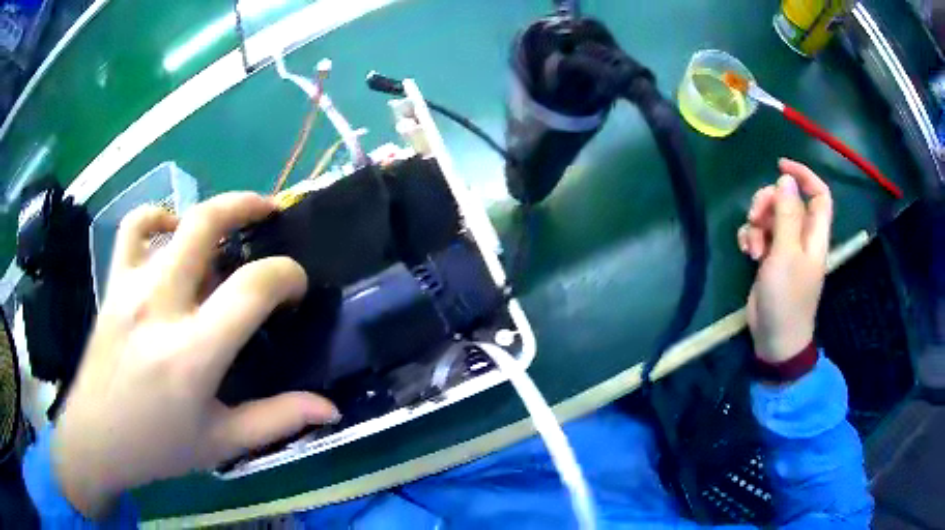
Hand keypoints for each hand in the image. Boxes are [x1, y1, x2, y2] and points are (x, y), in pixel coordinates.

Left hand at [52, 193, 339, 517]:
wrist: (97, 438)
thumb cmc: (160, 446)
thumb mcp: (223, 442)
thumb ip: (278, 420)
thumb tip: (331, 409)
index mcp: (193, 353)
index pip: (252, 288)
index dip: (286, 276)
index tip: (295, 288)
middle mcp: (160, 306)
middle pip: (207, 223)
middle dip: (249, 206)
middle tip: (271, 213)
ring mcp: (131, 288)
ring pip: (173, 220)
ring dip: (208, 214)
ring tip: (225, 229)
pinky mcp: (113, 284)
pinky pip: (133, 228)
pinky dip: (156, 217)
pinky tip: (170, 233)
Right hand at [737, 159, 832, 363]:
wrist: (775, 339)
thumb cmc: (787, 298)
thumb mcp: (786, 254)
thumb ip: (787, 215)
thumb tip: (786, 180)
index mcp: (814, 235)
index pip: (819, 194)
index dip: (804, 175)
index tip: (780, 165)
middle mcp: (802, 237)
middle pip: (788, 201)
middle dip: (768, 201)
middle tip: (755, 215)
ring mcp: (785, 248)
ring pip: (771, 216)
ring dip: (756, 223)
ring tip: (751, 247)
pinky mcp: (770, 259)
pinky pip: (760, 234)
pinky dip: (751, 237)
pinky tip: (746, 252)